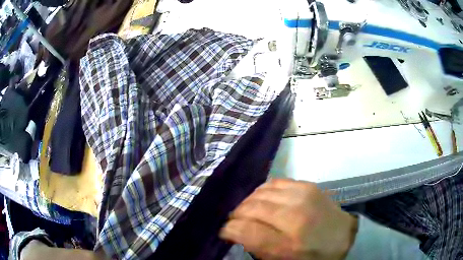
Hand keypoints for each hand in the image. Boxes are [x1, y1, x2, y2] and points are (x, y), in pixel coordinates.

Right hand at [220, 179, 357, 259]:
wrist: (343, 237)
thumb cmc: (312, 256)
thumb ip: (257, 248)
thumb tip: (235, 231)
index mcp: (288, 245)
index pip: (246, 231)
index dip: (229, 230)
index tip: (224, 232)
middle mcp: (295, 217)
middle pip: (251, 208)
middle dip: (236, 215)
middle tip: (234, 221)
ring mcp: (302, 197)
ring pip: (260, 193)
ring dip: (247, 202)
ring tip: (247, 211)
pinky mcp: (307, 185)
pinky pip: (274, 182)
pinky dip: (262, 191)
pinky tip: (263, 200)